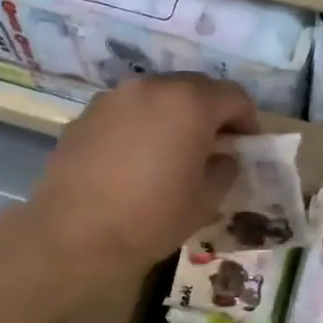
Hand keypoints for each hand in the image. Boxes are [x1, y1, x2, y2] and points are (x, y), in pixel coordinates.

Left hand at [31, 74, 258, 273]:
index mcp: (190, 103)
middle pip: (195, 87)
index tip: (246, 145)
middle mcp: (152, 87)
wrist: (75, 235)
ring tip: (171, 150)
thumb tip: (222, 157)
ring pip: (157, 96)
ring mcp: (114, 97)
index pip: (234, 96)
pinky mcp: (86, 115)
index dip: (247, 120)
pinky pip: (127, 111)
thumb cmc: (152, 218)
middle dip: (210, 112)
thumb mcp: (206, 200)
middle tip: (212, 145)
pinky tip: (135, 159)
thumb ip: (224, 169)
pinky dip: (140, 125)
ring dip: (173, 115)